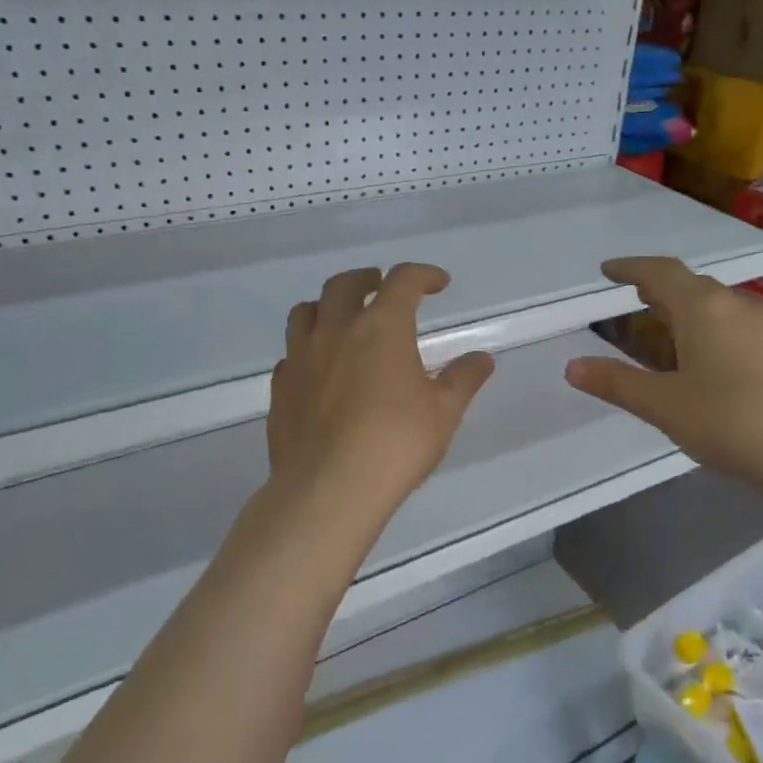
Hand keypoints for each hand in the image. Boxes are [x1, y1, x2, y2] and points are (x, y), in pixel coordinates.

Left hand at [267, 264, 494, 515]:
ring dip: (328, 306)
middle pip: (344, 284)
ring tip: (343, 320)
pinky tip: (320, 369)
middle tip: (381, 287)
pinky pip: (291, 353)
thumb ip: (463, 380)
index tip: (438, 283)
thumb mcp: (443, 412)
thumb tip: (482, 359)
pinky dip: (308, 349)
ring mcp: (300, 358)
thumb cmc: (396, 443)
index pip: (402, 281)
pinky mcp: (280, 388)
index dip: (423, 275)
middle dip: (367, 279)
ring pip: (306, 312)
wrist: (329, 488)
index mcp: (381, 327)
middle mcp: (335, 331)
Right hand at [565, 257, 762, 497]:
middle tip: (631, 294)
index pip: (660, 273)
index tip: (607, 270)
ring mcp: (760, 328)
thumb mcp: (663, 405)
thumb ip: (616, 383)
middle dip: (657, 285)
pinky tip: (699, 353)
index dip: (630, 268)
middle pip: (689, 284)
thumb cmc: (730, 421)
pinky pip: (729, 324)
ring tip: (660, 321)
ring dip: (682, 306)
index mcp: (702, 308)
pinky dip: (703, 326)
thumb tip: (572, 366)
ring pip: (713, 304)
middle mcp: (733, 306)